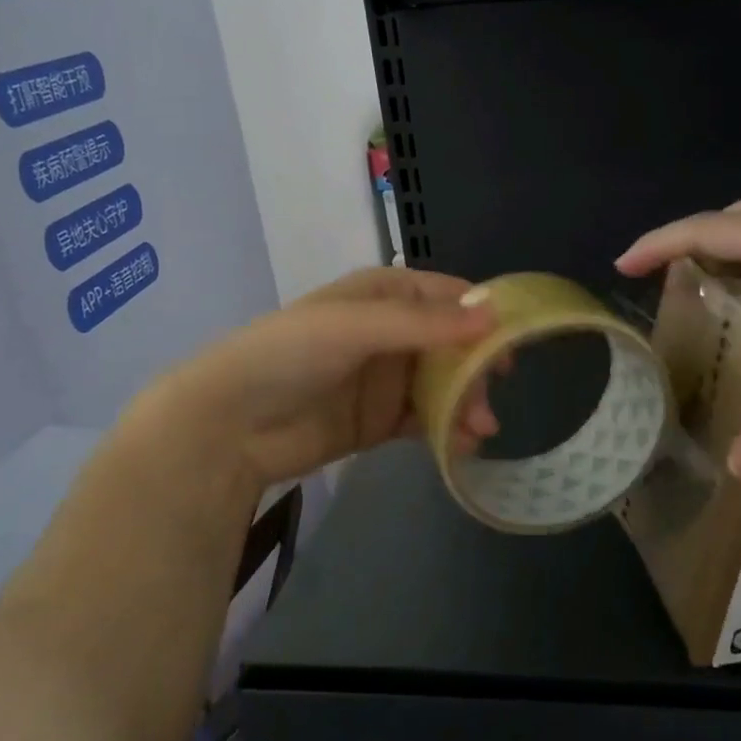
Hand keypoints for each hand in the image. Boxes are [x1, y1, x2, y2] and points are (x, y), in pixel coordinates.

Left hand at [125, 267, 501, 495]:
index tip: (515, 340)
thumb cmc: (289, 355)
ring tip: (480, 430)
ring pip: (444, 385)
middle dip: (477, 369)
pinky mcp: (379, 421)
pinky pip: (425, 420)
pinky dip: (446, 430)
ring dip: (466, 403)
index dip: (483, 316)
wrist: (226, 427)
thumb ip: (425, 324)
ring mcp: (386, 379)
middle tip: (490, 399)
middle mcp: (391, 332)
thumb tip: (494, 316)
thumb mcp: (356, 327)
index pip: (449, 296)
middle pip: (453, 345)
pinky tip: (461, 445)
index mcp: (385, 294)